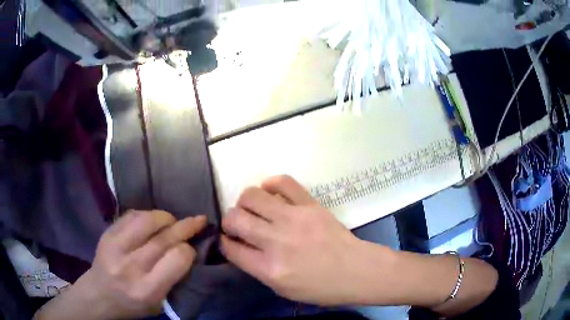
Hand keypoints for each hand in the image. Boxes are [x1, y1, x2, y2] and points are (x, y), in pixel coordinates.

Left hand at [35, 210, 206, 319]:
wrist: (100, 295)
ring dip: (166, 217)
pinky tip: (152, 222)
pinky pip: (132, 215)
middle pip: (164, 238)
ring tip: (173, 221)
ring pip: (147, 220)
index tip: (192, 248)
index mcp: (146, 289)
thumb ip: (173, 278)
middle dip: (185, 227)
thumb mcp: (159, 302)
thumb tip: (188, 249)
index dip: (189, 250)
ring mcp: (115, 246)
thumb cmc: (134, 304)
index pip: (177, 259)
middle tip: (199, 220)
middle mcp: (130, 266)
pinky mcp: (107, 233)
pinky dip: (147, 215)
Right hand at [220, 175, 373, 304]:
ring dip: (244, 202)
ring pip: (252, 196)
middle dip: (228, 221)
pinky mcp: (310, 204)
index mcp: (269, 268)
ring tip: (252, 209)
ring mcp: (294, 219)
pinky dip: (270, 184)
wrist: (355, 270)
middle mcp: (276, 241)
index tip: (227, 239)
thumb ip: (256, 268)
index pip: (230, 247)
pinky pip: (283, 182)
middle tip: (238, 225)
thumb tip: (239, 245)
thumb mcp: (282, 289)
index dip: (223, 241)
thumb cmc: (320, 287)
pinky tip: (270, 193)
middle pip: (235, 218)